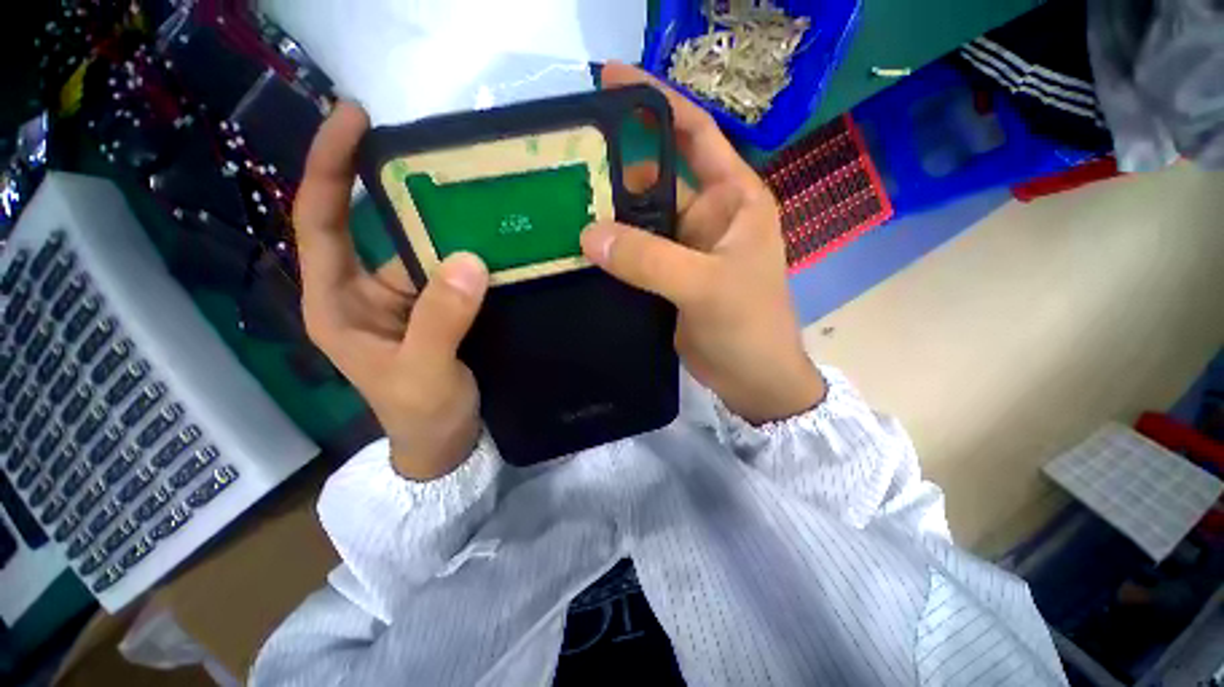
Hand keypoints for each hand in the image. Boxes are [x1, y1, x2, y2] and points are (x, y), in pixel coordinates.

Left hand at [295, 102, 487, 480]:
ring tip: (480, 196)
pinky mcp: (439, 310)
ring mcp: (407, 301)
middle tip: (443, 157)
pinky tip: (494, 241)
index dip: (327, 167)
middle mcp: (365, 293)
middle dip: (404, 192)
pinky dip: (470, 256)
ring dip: (448, 227)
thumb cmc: (420, 416)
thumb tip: (468, 260)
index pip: (320, 222)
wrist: (444, 443)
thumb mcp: (422, 374)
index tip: (351, 118)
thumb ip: (441, 320)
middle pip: (379, 228)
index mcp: (336, 304)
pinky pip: (452, 272)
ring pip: (424, 250)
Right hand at [582, 63, 824, 424]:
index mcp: (732, 200)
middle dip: (615, 169)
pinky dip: (611, 251)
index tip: (609, 82)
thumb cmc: (749, 328)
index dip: (656, 103)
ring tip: (560, 204)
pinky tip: (580, 248)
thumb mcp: (706, 287)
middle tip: (564, 161)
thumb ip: (651, 259)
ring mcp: (685, 249)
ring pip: (639, 221)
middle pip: (655, 179)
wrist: (752, 379)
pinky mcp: (667, 278)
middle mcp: (707, 216)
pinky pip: (634, 254)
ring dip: (607, 216)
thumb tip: (589, 234)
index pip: (695, 133)